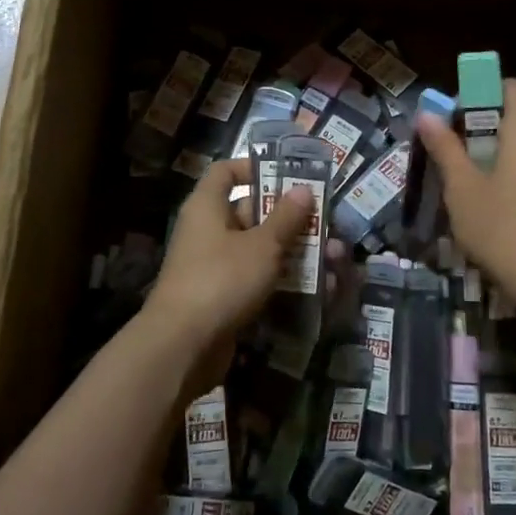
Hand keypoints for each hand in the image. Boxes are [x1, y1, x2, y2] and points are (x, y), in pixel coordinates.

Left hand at [147, 157, 313, 350]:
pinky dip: (282, 280)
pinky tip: (317, 288)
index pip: (226, 171)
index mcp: (207, 206)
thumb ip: (286, 218)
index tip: (288, 176)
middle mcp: (208, 230)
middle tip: (325, 222)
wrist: (183, 346)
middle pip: (251, 212)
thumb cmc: (221, 279)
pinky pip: (256, 279)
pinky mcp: (222, 297)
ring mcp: (214, 266)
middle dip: (290, 218)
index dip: (254, 168)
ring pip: (259, 249)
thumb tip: (302, 189)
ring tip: (333, 257)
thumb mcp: (262, 245)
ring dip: (294, 252)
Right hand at [415, 79, 515, 310]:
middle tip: (445, 147)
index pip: (509, 88)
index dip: (480, 91)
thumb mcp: (462, 187)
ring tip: (458, 176)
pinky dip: (504, 174)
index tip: (453, 112)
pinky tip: (483, 203)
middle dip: (477, 126)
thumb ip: (445, 147)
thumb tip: (426, 114)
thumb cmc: (502, 226)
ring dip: (488, 153)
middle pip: (512, 117)